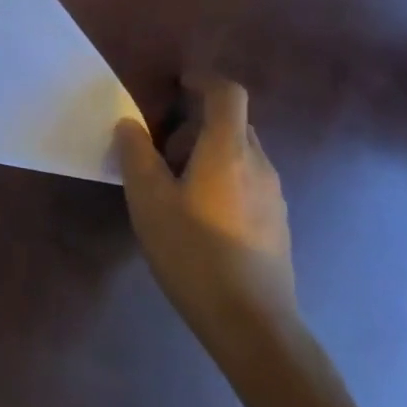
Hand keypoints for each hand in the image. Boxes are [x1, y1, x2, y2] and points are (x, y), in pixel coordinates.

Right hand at [116, 75, 300, 365]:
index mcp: (228, 151)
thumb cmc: (194, 254)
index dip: (203, 80)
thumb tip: (130, 124)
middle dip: (194, 125)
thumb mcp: (149, 201)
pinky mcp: (276, 223)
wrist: (253, 326)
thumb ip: (136, 154)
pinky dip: (221, 178)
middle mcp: (259, 164)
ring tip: (173, 188)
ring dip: (206, 154)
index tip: (177, 84)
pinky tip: (197, 217)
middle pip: (232, 123)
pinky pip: (247, 180)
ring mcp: (273, 195)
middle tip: (159, 151)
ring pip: (239, 153)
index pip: (228, 94)